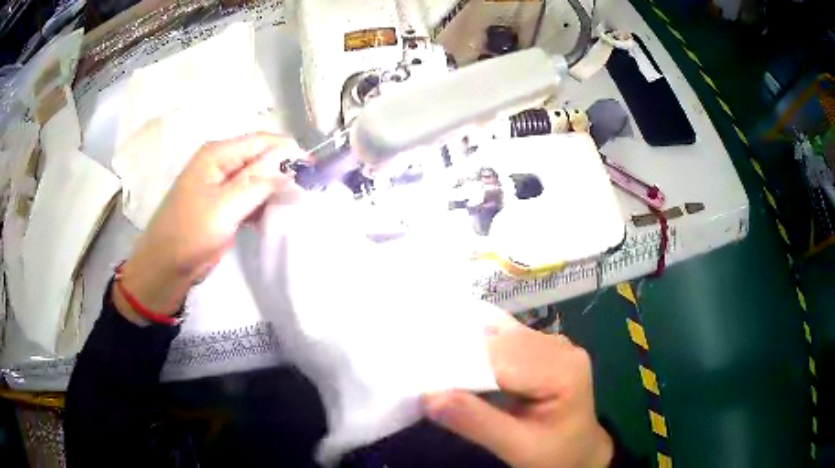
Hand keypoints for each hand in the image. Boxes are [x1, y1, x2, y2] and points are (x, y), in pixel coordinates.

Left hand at [115, 133, 300, 322]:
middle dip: (285, 170)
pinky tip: (278, 214)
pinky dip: (265, 203)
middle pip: (261, 158)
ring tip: (298, 202)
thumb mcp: (224, 206)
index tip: (316, 170)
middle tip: (310, 190)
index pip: (262, 142)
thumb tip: (293, 166)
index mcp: (217, 154)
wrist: (165, 268)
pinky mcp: (224, 205)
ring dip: (277, 189)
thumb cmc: (189, 234)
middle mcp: (221, 163)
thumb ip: (259, 182)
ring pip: (259, 179)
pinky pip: (251, 197)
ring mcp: (222, 185)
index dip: (289, 151)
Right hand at [422, 312, 612, 467]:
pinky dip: (479, 348)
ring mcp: (553, 344)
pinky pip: (505, 339)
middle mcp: (560, 348)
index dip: (462, 366)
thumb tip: (428, 397)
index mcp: (563, 371)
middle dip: (462, 356)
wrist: (579, 450)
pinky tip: (459, 356)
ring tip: (435, 362)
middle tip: (423, 369)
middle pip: (501, 343)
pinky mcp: (542, 348)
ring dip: (468, 350)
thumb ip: (477, 423)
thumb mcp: (518, 448)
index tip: (424, 377)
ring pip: (499, 336)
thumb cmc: (554, 453)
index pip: (505, 360)